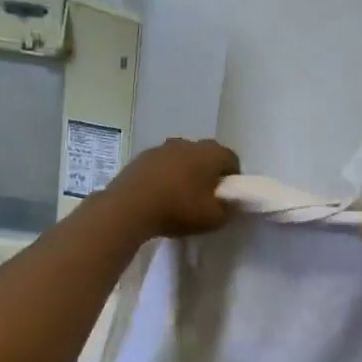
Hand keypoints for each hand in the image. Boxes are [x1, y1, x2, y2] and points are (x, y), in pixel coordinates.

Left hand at [105, 137, 240, 237]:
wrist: (129, 207)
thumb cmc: (178, 209)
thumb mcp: (214, 218)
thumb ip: (229, 209)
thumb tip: (232, 203)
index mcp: (211, 153)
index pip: (231, 159)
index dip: (233, 177)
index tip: (226, 196)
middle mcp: (188, 143)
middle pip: (206, 155)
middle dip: (208, 173)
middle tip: (204, 196)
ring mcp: (162, 147)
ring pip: (181, 158)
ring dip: (184, 172)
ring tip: (178, 197)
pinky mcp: (141, 157)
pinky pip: (161, 165)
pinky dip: (163, 176)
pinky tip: (158, 195)